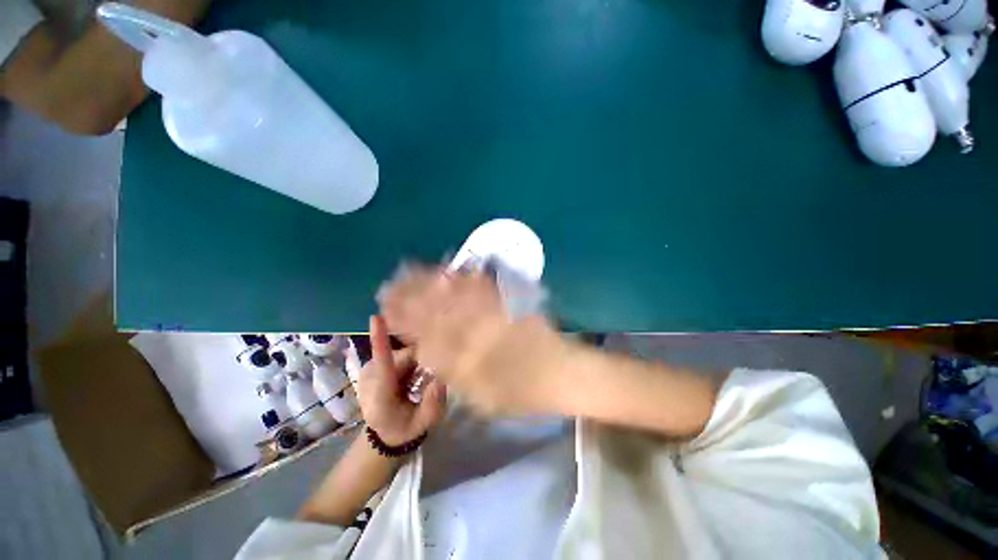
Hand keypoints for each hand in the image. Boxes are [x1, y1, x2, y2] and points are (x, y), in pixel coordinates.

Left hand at [357, 315, 445, 445]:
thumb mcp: (421, 425)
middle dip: (422, 361)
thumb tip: (440, 378)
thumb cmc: (402, 429)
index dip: (380, 340)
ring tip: (417, 381)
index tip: (376, 318)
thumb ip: (432, 405)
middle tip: (428, 379)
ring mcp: (370, 367)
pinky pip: (401, 353)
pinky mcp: (374, 362)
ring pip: (405, 352)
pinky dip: (411, 361)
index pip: (382, 362)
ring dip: (417, 362)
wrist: (383, 433)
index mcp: (380, 392)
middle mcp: (371, 375)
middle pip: (405, 354)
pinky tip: (411, 375)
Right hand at [379, 265, 568, 416]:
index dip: (404, 318)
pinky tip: (451, 271)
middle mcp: (475, 331)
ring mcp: (493, 314)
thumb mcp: (481, 396)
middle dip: (410, 295)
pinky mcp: (508, 303)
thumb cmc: (522, 393)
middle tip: (391, 284)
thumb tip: (426, 351)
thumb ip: (451, 373)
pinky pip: (483, 287)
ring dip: (430, 281)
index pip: (425, 333)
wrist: (561, 374)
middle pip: (436, 309)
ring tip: (410, 270)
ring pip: (455, 294)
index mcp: (465, 356)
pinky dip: (464, 278)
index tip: (386, 308)